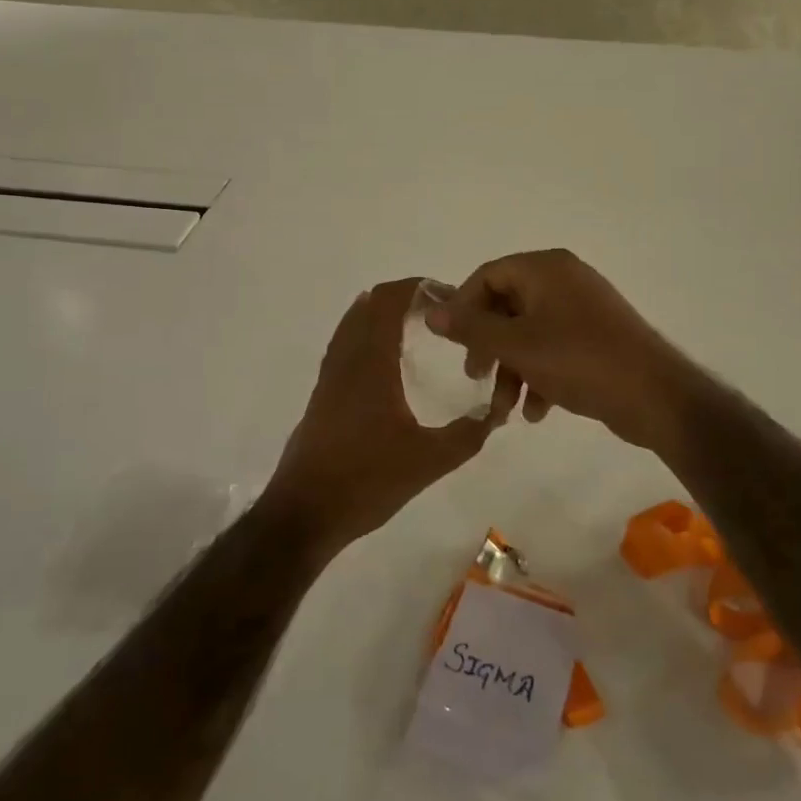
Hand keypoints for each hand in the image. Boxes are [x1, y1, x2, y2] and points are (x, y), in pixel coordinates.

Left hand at [261, 279, 520, 556]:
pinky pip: (345, 345)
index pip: (389, 301)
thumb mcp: (429, 461)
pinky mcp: (322, 395)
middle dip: (404, 297)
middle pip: (370, 305)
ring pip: (353, 324)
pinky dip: (366, 334)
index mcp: (371, 363)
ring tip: (415, 326)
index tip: (447, 295)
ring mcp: (329, 376)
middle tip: (438, 311)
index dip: (417, 288)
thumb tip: (495, 412)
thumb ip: (467, 435)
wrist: (304, 512)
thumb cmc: (366, 480)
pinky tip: (385, 360)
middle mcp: (346, 359)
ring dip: (382, 314)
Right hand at [425, 249, 706, 450]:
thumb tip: (431, 312)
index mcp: (545, 268)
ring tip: (504, 411)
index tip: (451, 342)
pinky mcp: (595, 338)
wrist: (654, 395)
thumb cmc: (578, 361)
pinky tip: (536, 412)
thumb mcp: (516, 345)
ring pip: (528, 334)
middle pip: (507, 306)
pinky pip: (553, 349)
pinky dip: (539, 376)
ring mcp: (582, 309)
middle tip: (474, 376)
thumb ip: (470, 328)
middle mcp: (564, 279)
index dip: (463, 307)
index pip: (488, 275)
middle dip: (488, 346)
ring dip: (511, 371)